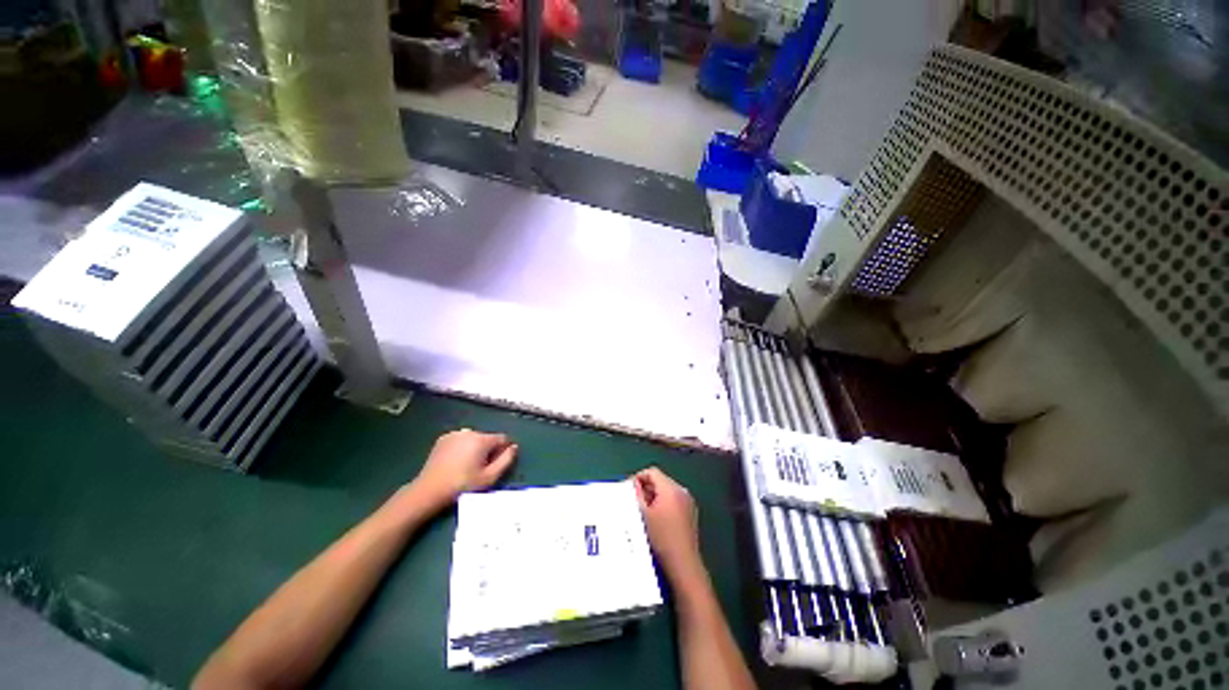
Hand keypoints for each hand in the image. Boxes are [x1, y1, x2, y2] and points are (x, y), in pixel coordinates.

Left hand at [409, 429, 517, 513]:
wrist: (429, 491)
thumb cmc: (462, 485)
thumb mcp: (489, 477)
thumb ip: (506, 460)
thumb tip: (514, 447)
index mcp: (481, 439)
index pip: (502, 439)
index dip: (503, 451)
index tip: (496, 465)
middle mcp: (469, 431)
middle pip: (488, 439)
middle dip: (488, 450)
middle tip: (481, 469)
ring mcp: (454, 434)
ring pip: (474, 439)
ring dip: (475, 448)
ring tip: (467, 466)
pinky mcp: (443, 439)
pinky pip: (460, 440)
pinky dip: (462, 447)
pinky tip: (456, 462)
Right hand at [632, 467, 704, 584]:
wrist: (683, 563)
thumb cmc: (661, 538)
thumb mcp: (644, 515)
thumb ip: (637, 495)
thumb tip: (633, 485)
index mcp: (671, 489)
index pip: (652, 472)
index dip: (638, 478)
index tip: (628, 490)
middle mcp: (682, 491)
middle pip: (660, 480)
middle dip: (646, 488)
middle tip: (634, 501)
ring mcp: (688, 502)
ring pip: (666, 490)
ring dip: (654, 496)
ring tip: (643, 511)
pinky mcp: (690, 512)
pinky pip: (673, 500)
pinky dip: (663, 504)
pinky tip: (656, 519)